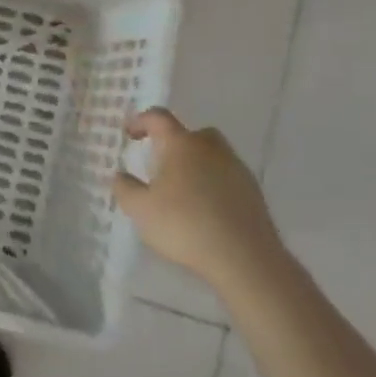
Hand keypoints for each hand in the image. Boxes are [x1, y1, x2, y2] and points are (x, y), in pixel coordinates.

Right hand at [113, 109, 284, 287]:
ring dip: (197, 164)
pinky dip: (214, 184)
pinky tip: (205, 209)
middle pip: (193, 133)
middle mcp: (211, 149)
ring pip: (213, 155)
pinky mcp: (254, 193)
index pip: (158, 118)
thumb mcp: (140, 209)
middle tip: (161, 162)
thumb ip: (124, 188)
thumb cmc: (185, 225)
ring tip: (183, 189)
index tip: (128, 133)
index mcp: (181, 144)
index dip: (140, 120)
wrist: (245, 258)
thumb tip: (121, 175)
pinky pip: (227, 178)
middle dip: (175, 142)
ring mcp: (237, 169)